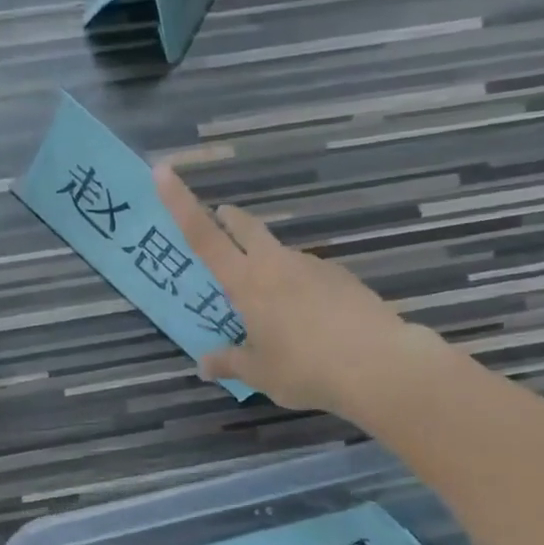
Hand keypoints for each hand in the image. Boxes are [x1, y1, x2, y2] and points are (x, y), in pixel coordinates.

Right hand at [154, 163, 442, 417]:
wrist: (380, 366)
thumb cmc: (305, 368)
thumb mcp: (259, 373)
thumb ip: (229, 362)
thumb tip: (204, 364)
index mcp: (247, 282)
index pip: (204, 236)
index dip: (180, 202)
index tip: (164, 171)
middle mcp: (277, 265)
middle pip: (247, 228)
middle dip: (230, 218)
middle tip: (222, 216)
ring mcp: (314, 268)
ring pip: (281, 255)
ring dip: (268, 264)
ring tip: (272, 306)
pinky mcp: (344, 280)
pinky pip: (310, 277)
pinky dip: (300, 288)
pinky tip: (310, 320)